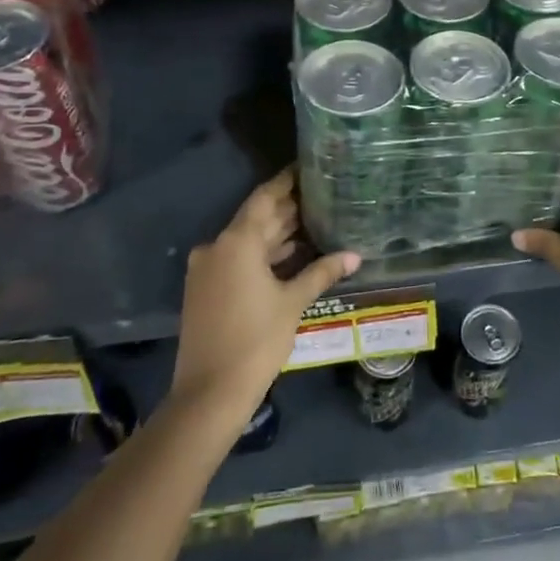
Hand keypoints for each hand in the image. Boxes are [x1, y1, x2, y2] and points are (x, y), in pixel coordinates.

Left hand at [172, 168, 358, 418]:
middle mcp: (217, 247)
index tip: (307, 167)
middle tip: (321, 196)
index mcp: (237, 241)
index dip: (286, 182)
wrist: (209, 393)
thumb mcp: (293, 302)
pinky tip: (290, 255)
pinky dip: (262, 255)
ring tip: (314, 222)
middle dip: (287, 209)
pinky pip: (237, 259)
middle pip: (256, 219)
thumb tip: (354, 255)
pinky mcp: (205, 289)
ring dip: (276, 234)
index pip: (265, 198)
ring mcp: (207, 269)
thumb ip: (321, 272)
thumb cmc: (256, 340)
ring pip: (247, 241)